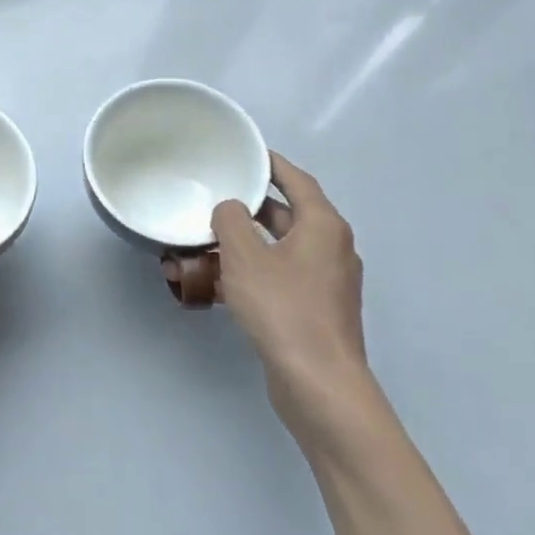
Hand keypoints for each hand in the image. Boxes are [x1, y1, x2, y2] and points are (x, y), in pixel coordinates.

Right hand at [213, 153, 370, 442]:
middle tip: (213, 197)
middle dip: (248, 208)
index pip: (297, 181)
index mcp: (323, 226)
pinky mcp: (313, 310)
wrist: (318, 382)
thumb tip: (231, 209)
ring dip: (242, 245)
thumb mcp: (245, 256)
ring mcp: (324, 282)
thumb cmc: (283, 308)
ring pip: (277, 250)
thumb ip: (231, 221)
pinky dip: (249, 273)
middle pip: (286, 216)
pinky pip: (276, 278)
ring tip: (203, 242)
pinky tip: (214, 283)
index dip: (271, 164)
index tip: (245, 153)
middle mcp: (330, 249)